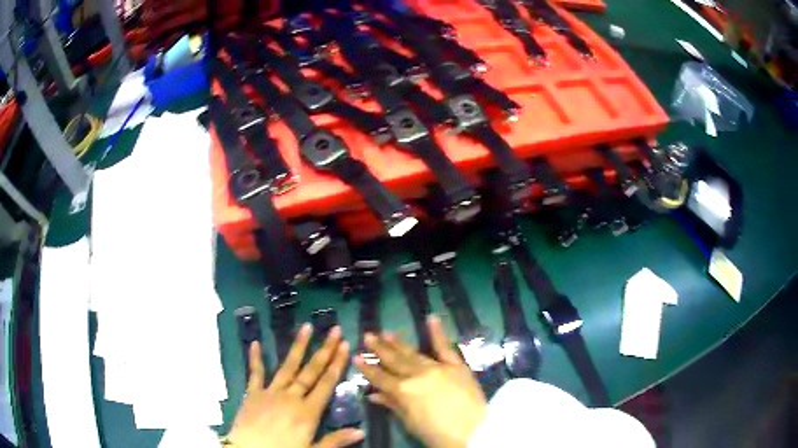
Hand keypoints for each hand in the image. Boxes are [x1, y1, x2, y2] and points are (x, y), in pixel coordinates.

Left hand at [226, 324, 363, 447]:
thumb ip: (336, 441)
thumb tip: (361, 431)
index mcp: (308, 411)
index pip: (326, 384)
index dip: (337, 364)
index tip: (345, 344)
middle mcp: (291, 396)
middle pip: (311, 371)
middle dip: (324, 350)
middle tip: (334, 330)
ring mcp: (270, 392)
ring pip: (287, 366)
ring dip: (298, 347)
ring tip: (306, 327)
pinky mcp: (253, 394)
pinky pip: (255, 373)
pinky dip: (256, 358)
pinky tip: (256, 343)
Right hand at [354, 315, 486, 447]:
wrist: (474, 431)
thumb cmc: (438, 434)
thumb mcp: (411, 423)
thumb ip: (393, 405)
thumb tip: (375, 395)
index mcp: (404, 391)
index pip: (381, 378)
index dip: (368, 368)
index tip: (357, 357)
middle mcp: (418, 375)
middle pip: (395, 361)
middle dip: (380, 349)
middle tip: (368, 336)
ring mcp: (438, 367)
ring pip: (414, 353)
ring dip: (399, 343)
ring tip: (387, 332)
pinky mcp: (457, 366)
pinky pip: (445, 348)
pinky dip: (438, 333)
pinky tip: (431, 318)